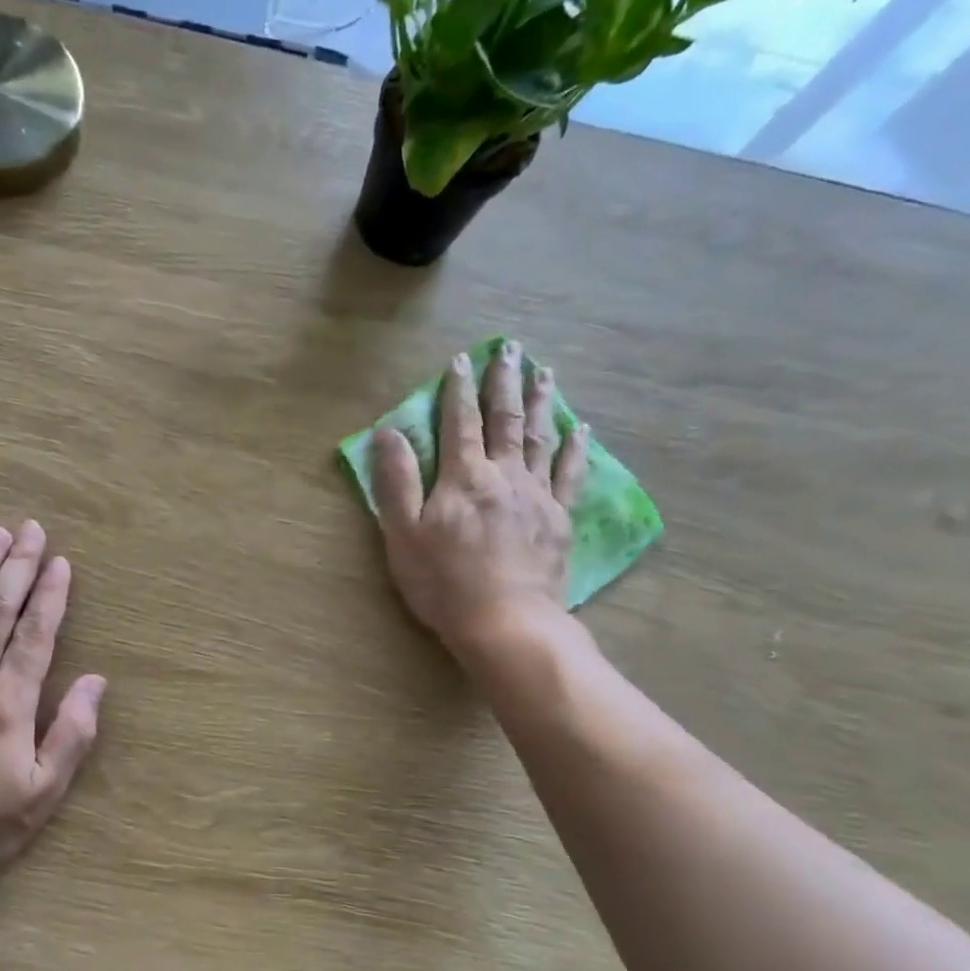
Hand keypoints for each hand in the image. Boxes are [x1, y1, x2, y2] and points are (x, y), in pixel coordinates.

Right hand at [371, 342, 587, 657]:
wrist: (504, 621)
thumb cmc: (443, 582)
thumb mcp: (403, 534)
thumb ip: (395, 481)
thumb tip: (388, 432)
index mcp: (463, 477)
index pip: (458, 422)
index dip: (457, 389)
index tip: (460, 360)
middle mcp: (503, 475)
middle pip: (505, 419)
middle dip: (504, 382)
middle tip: (511, 349)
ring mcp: (537, 495)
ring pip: (540, 437)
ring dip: (541, 402)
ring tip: (544, 373)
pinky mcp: (559, 518)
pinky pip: (571, 473)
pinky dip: (576, 447)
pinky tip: (582, 428)